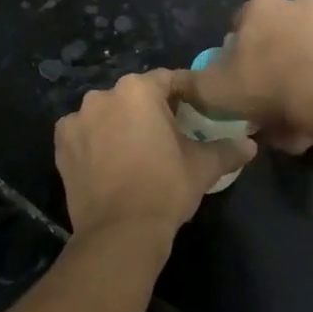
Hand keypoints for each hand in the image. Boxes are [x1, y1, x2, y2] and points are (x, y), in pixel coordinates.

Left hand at [54, 71, 255, 243]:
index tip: (196, 109)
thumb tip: (250, 145)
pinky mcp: (61, 143)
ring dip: (120, 124)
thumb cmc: (165, 188)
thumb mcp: (203, 167)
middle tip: (168, 134)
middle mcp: (103, 95)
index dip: (184, 93)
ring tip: (135, 150)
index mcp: (138, 90)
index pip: (168, 80)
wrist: (119, 232)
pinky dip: (95, 141)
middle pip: (134, 95)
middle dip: (150, 109)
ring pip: (107, 113)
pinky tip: (108, 161)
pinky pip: (84, 132)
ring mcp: (77, 118)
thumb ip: (227, 149)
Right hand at [176, 0, 312, 150]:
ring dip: (299, 77)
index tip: (239, 82)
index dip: (237, 56)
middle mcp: (298, 3)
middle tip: (268, 102)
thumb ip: (190, 84)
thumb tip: (176, 83)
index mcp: (261, 6)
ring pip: (306, 52)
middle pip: (276, 38)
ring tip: (297, 116)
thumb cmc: (267, 85)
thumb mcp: (213, 90)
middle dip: (271, 65)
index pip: (240, 26)